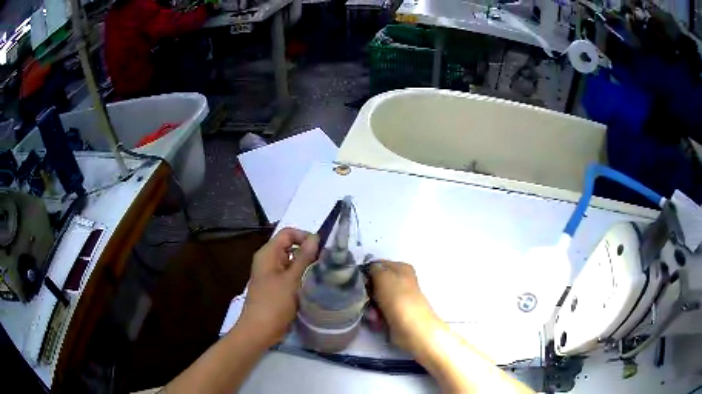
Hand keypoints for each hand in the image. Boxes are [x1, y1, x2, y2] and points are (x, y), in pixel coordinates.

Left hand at [239, 228, 318, 346]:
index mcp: (268, 253)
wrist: (260, 330)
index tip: (321, 250)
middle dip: (308, 252)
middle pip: (291, 247)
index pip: (288, 233)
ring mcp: (272, 275)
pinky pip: (291, 276)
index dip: (304, 237)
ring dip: (307, 266)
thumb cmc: (274, 302)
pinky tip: (314, 285)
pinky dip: (302, 277)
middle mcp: (269, 260)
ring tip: (322, 274)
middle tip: (325, 263)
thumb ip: (304, 257)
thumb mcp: (291, 279)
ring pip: (293, 262)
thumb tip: (315, 237)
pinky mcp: (277, 287)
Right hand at [369, 261, 440, 353]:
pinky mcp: (395, 315)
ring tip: (373, 315)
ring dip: (370, 308)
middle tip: (365, 299)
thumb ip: (373, 268)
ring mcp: (398, 300)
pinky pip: (379, 313)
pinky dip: (376, 317)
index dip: (366, 272)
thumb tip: (369, 268)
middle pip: (375, 284)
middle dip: (367, 293)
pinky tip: (376, 322)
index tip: (357, 280)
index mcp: (401, 268)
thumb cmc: (397, 298)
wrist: (411, 328)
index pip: (377, 265)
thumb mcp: (383, 276)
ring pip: (375, 300)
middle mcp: (401, 282)